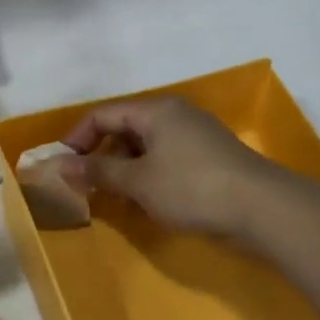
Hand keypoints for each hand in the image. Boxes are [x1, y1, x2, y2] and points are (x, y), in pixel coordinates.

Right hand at [59, 96, 284, 238]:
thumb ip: (96, 172)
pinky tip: (146, 202)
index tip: (62, 167)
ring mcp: (195, 136)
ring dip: (124, 171)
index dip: (76, 139)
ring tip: (114, 199)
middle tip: (86, 186)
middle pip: (124, 129)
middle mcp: (174, 115)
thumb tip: (57, 165)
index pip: (102, 115)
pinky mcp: (209, 158)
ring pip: (145, 148)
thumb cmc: (192, 187)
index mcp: (155, 111)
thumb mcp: (138, 181)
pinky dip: (148, 177)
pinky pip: (166, 160)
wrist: (262, 208)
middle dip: (101, 157)